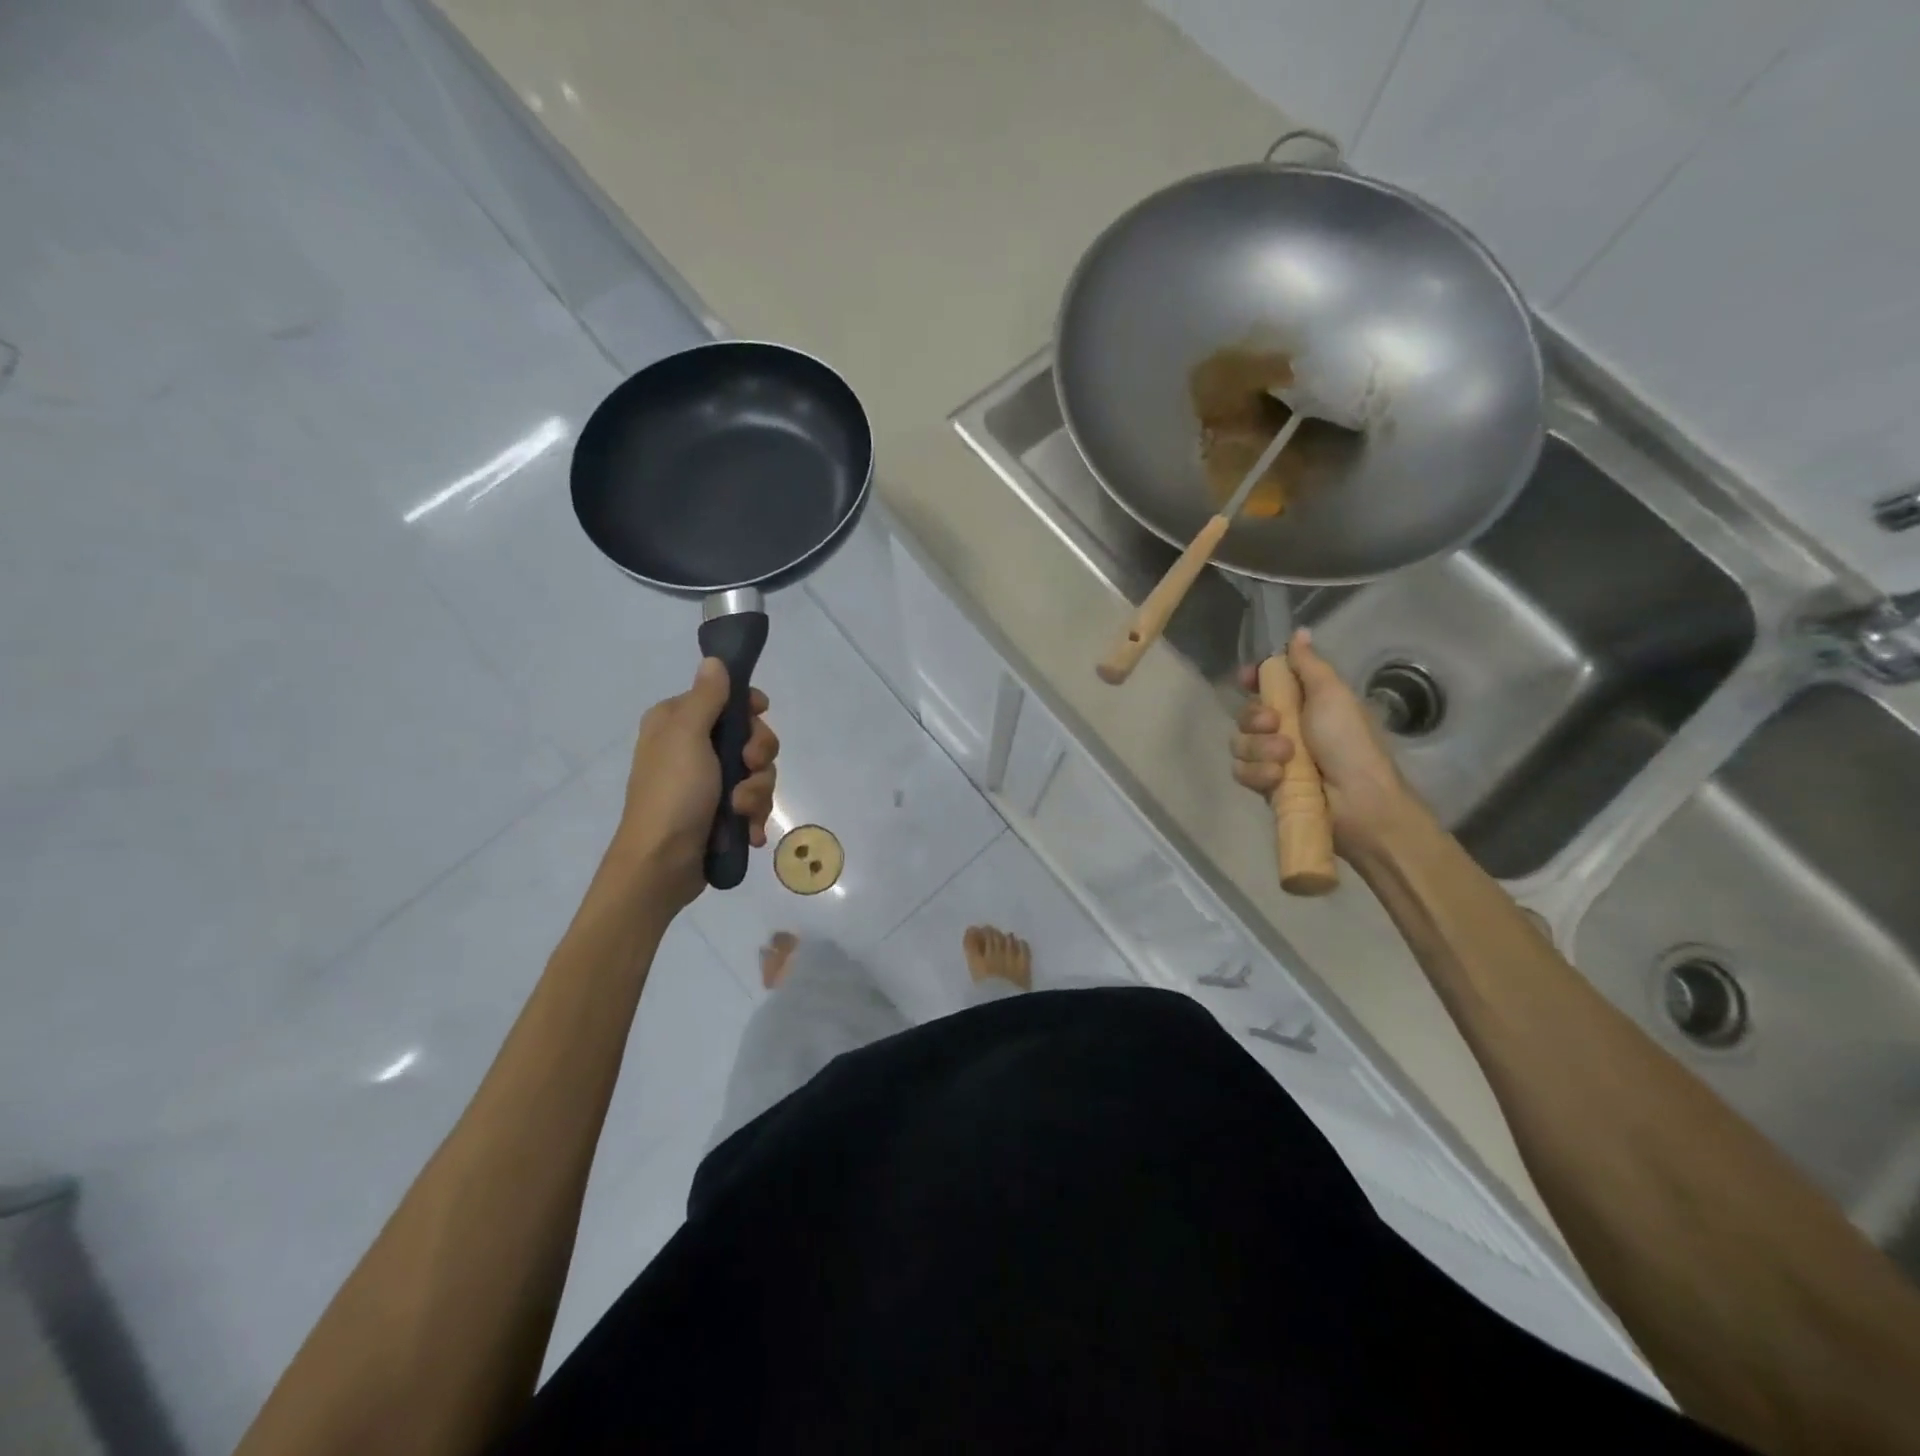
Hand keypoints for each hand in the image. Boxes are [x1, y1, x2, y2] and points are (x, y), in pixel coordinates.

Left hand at [615, 659, 779, 909]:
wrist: (661, 865)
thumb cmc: (672, 795)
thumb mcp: (688, 738)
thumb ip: (707, 698)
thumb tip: (714, 660)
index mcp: (677, 722)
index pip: (726, 698)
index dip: (749, 707)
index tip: (761, 714)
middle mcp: (693, 747)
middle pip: (750, 735)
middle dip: (758, 756)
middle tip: (748, 768)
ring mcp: (708, 782)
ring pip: (757, 772)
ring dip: (757, 792)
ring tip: (741, 812)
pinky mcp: (721, 812)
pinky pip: (754, 802)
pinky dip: (754, 815)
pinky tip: (749, 831)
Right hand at [1231, 629, 1423, 855]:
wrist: (1358, 800)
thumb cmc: (1350, 742)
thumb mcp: (1332, 694)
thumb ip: (1309, 664)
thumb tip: (1299, 632)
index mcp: (1303, 703)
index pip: (1264, 684)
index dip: (1251, 680)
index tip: (1246, 678)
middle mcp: (1284, 728)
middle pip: (1245, 713)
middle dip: (1255, 718)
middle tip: (1277, 724)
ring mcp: (1272, 758)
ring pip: (1240, 743)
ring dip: (1260, 749)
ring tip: (1286, 759)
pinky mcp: (1265, 785)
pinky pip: (1241, 771)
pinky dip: (1258, 773)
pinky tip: (1278, 778)